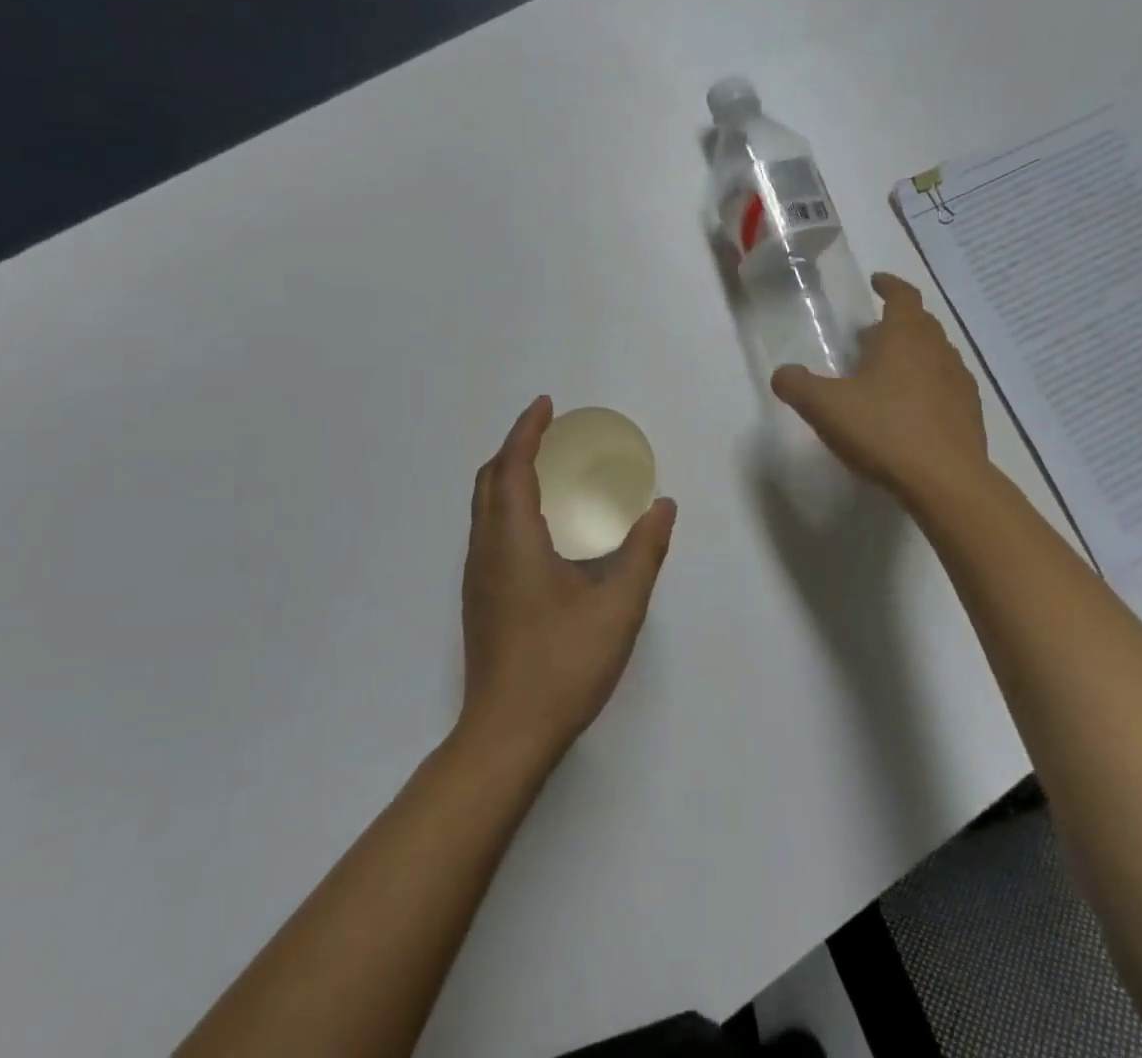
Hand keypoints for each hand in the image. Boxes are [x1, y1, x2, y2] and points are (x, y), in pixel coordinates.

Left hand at [459, 397, 677, 765]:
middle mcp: (487, 551)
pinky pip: (488, 530)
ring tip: (546, 467)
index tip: (546, 405)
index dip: (528, 431)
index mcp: (514, 542)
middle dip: (515, 447)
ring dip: (508, 475)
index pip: (513, 468)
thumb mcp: (619, 606)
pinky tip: (540, 524)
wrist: (507, 735)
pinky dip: (507, 504)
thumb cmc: (564, 664)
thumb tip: (664, 507)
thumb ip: (644, 551)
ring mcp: (478, 577)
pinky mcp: (480, 599)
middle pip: (489, 481)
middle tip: (550, 431)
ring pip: (483, 507)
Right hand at [771, 272, 987, 502]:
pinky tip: (910, 412)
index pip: (903, 295)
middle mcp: (938, 350)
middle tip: (869, 337)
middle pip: (920, 324)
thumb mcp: (826, 407)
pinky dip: (927, 386)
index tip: (877, 282)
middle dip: (895, 324)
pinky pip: (945, 386)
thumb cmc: (884, 431)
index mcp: (906, 336)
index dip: (889, 285)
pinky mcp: (970, 413)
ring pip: (935, 355)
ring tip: (886, 375)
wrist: (946, 481)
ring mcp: (959, 382)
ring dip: (912, 355)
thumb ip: (798, 386)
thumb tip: (782, 373)